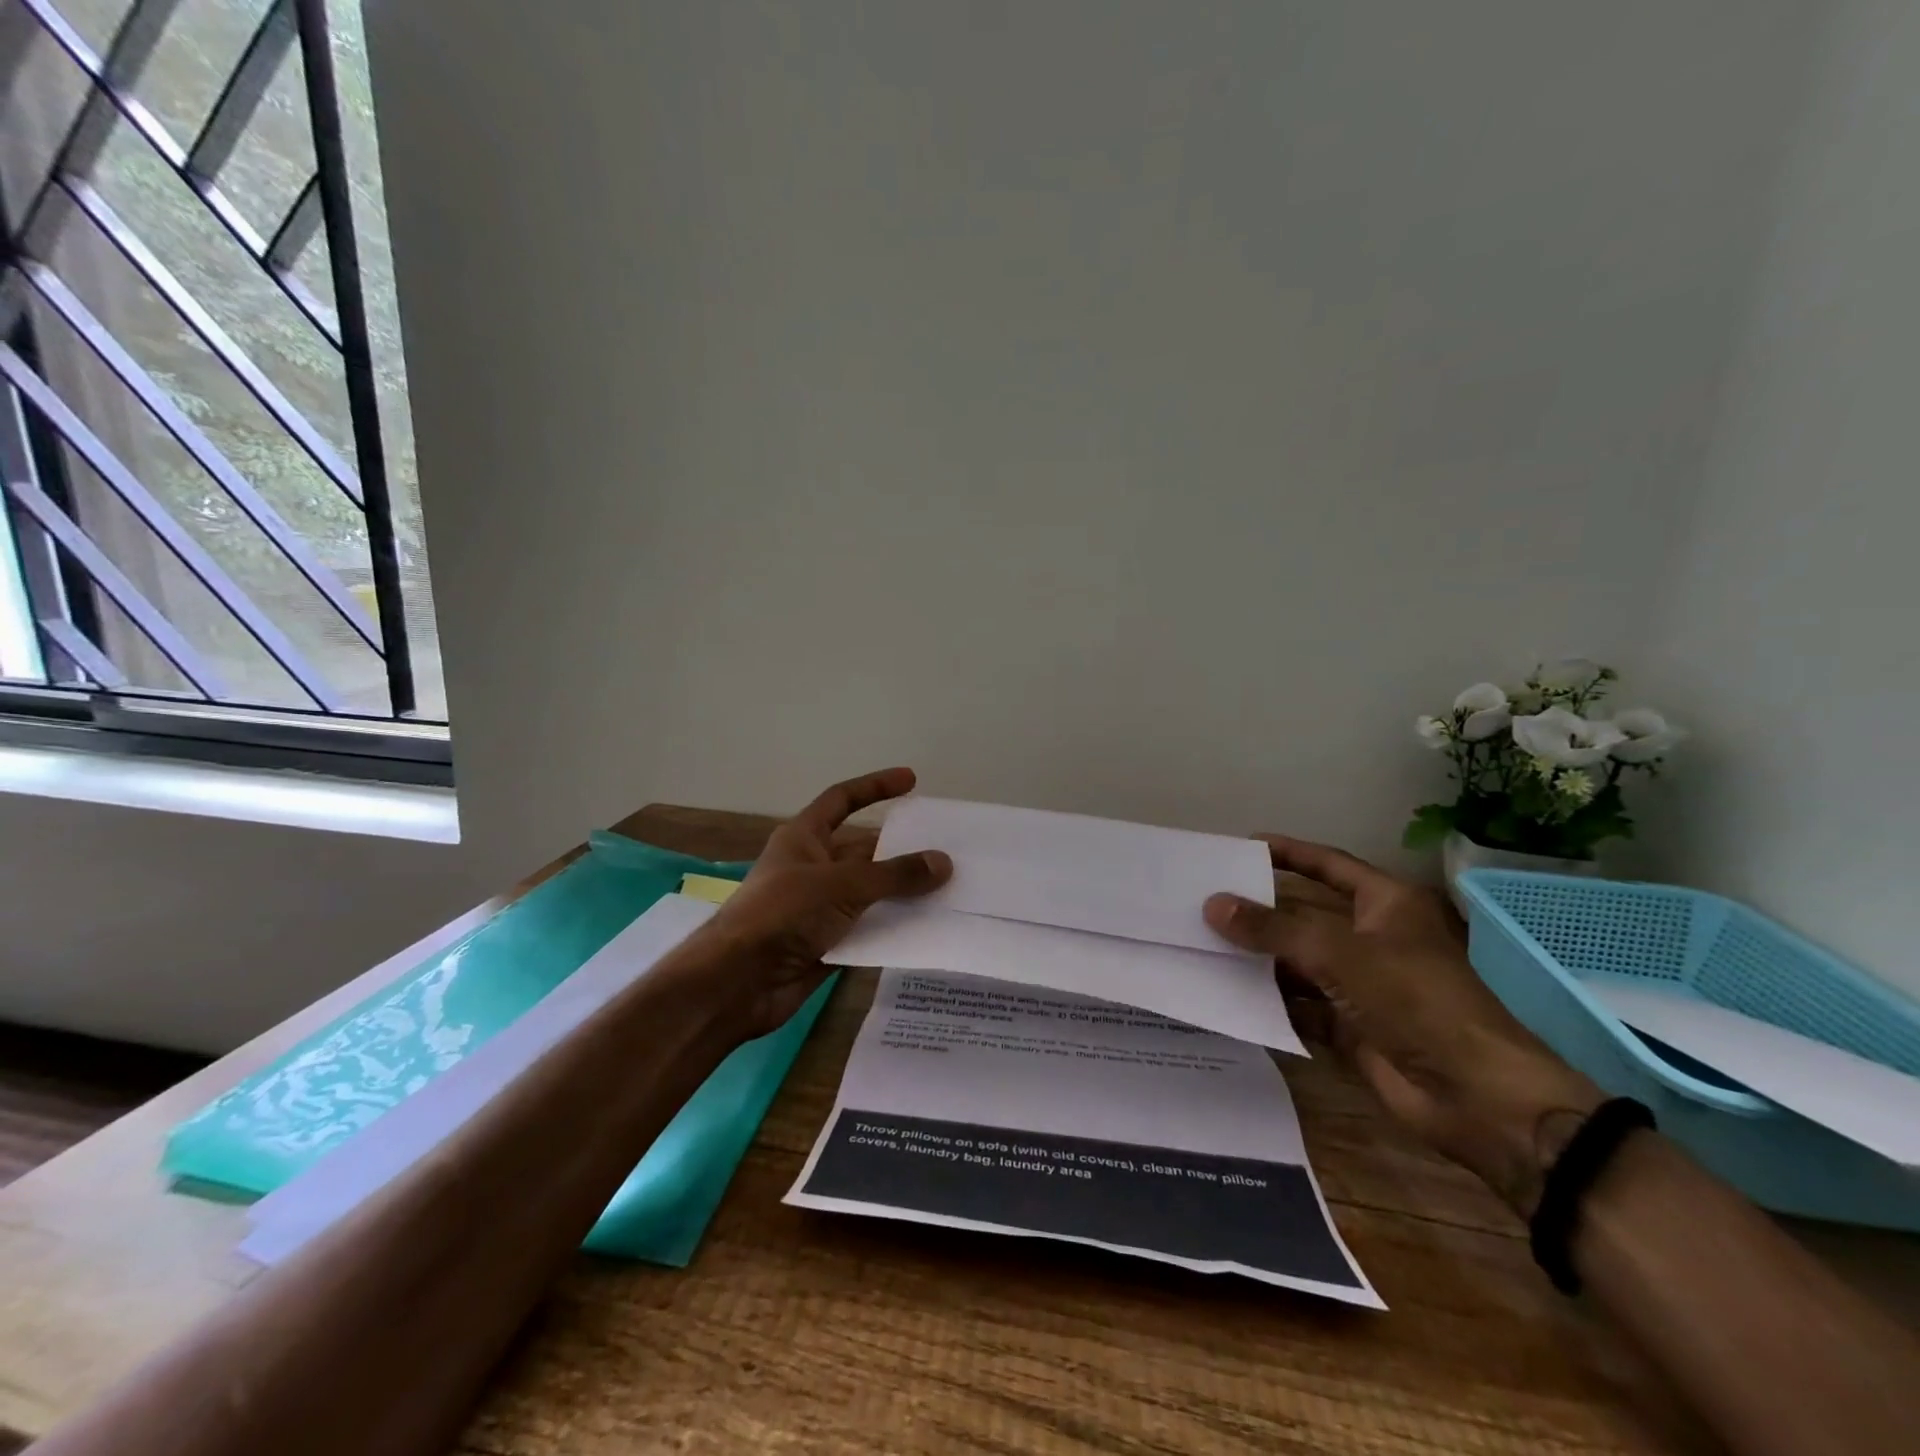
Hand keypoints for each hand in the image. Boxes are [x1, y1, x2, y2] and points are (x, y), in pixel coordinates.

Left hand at [694, 768, 950, 1040]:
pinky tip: (928, 927)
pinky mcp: (827, 942)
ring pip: (870, 892)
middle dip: (901, 849)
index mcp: (803, 838)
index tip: (911, 780)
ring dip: (903, 891)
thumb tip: (943, 862)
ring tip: (950, 888)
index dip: (875, 787)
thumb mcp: (841, 885)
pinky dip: (894, 926)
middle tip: (947, 849)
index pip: (842, 800)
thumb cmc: (782, 914)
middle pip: (864, 850)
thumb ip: (894, 875)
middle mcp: (812, 867)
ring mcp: (819, 907)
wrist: (737, 982)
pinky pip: (868, 927)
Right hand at [1205, 838, 1602, 1215]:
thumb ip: (1273, 929)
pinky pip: (1299, 1004)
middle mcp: (1373, 939)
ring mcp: (1361, 985)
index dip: (1289, 853)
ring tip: (1202, 941)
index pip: (1330, 865)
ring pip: (1298, 961)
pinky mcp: (1350, 1026)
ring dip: (1258, 956)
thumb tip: (1213, 905)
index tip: (1242, 845)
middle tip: (1205, 897)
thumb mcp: (1339, 953)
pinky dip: (1267, 999)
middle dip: (1261, 909)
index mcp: (1387, 905)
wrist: (1476, 1097)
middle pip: (1307, 914)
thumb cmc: (1417, 1001)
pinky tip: (1225, 991)